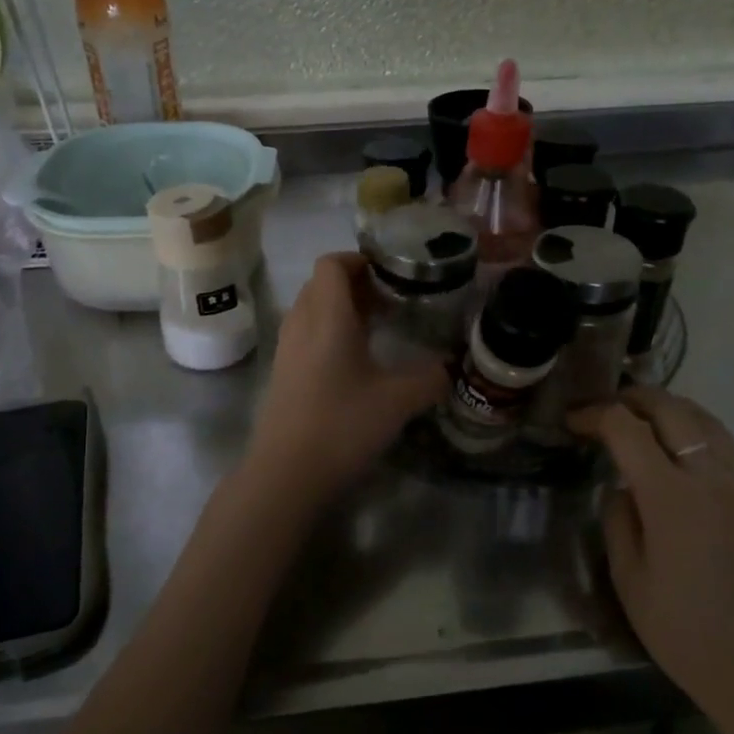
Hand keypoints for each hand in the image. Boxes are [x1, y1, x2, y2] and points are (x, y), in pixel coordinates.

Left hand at [244, 253, 448, 507]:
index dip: (358, 259)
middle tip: (389, 300)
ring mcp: (286, 350)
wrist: (285, 474)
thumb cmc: (342, 426)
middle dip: (354, 284)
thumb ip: (430, 378)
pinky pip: (305, 335)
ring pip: (311, 310)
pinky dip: (328, 333)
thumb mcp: (397, 401)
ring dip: (340, 309)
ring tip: (375, 328)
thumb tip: (451, 367)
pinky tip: (354, 362)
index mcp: (327, 318)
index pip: (331, 264)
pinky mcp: (282, 375)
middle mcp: (301, 325)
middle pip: (320, 284)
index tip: (388, 273)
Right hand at [570, 386, 733, 733]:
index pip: (628, 429)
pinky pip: (725, 449)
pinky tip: (679, 453)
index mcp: (672, 498)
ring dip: (671, 408)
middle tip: (606, 407)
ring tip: (643, 415)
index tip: (574, 420)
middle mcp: (711, 480)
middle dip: (634, 398)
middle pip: (673, 410)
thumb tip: (623, 489)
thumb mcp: (629, 580)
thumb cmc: (684, 632)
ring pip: (707, 422)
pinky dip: (696, 433)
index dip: (596, 415)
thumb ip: (618, 521)